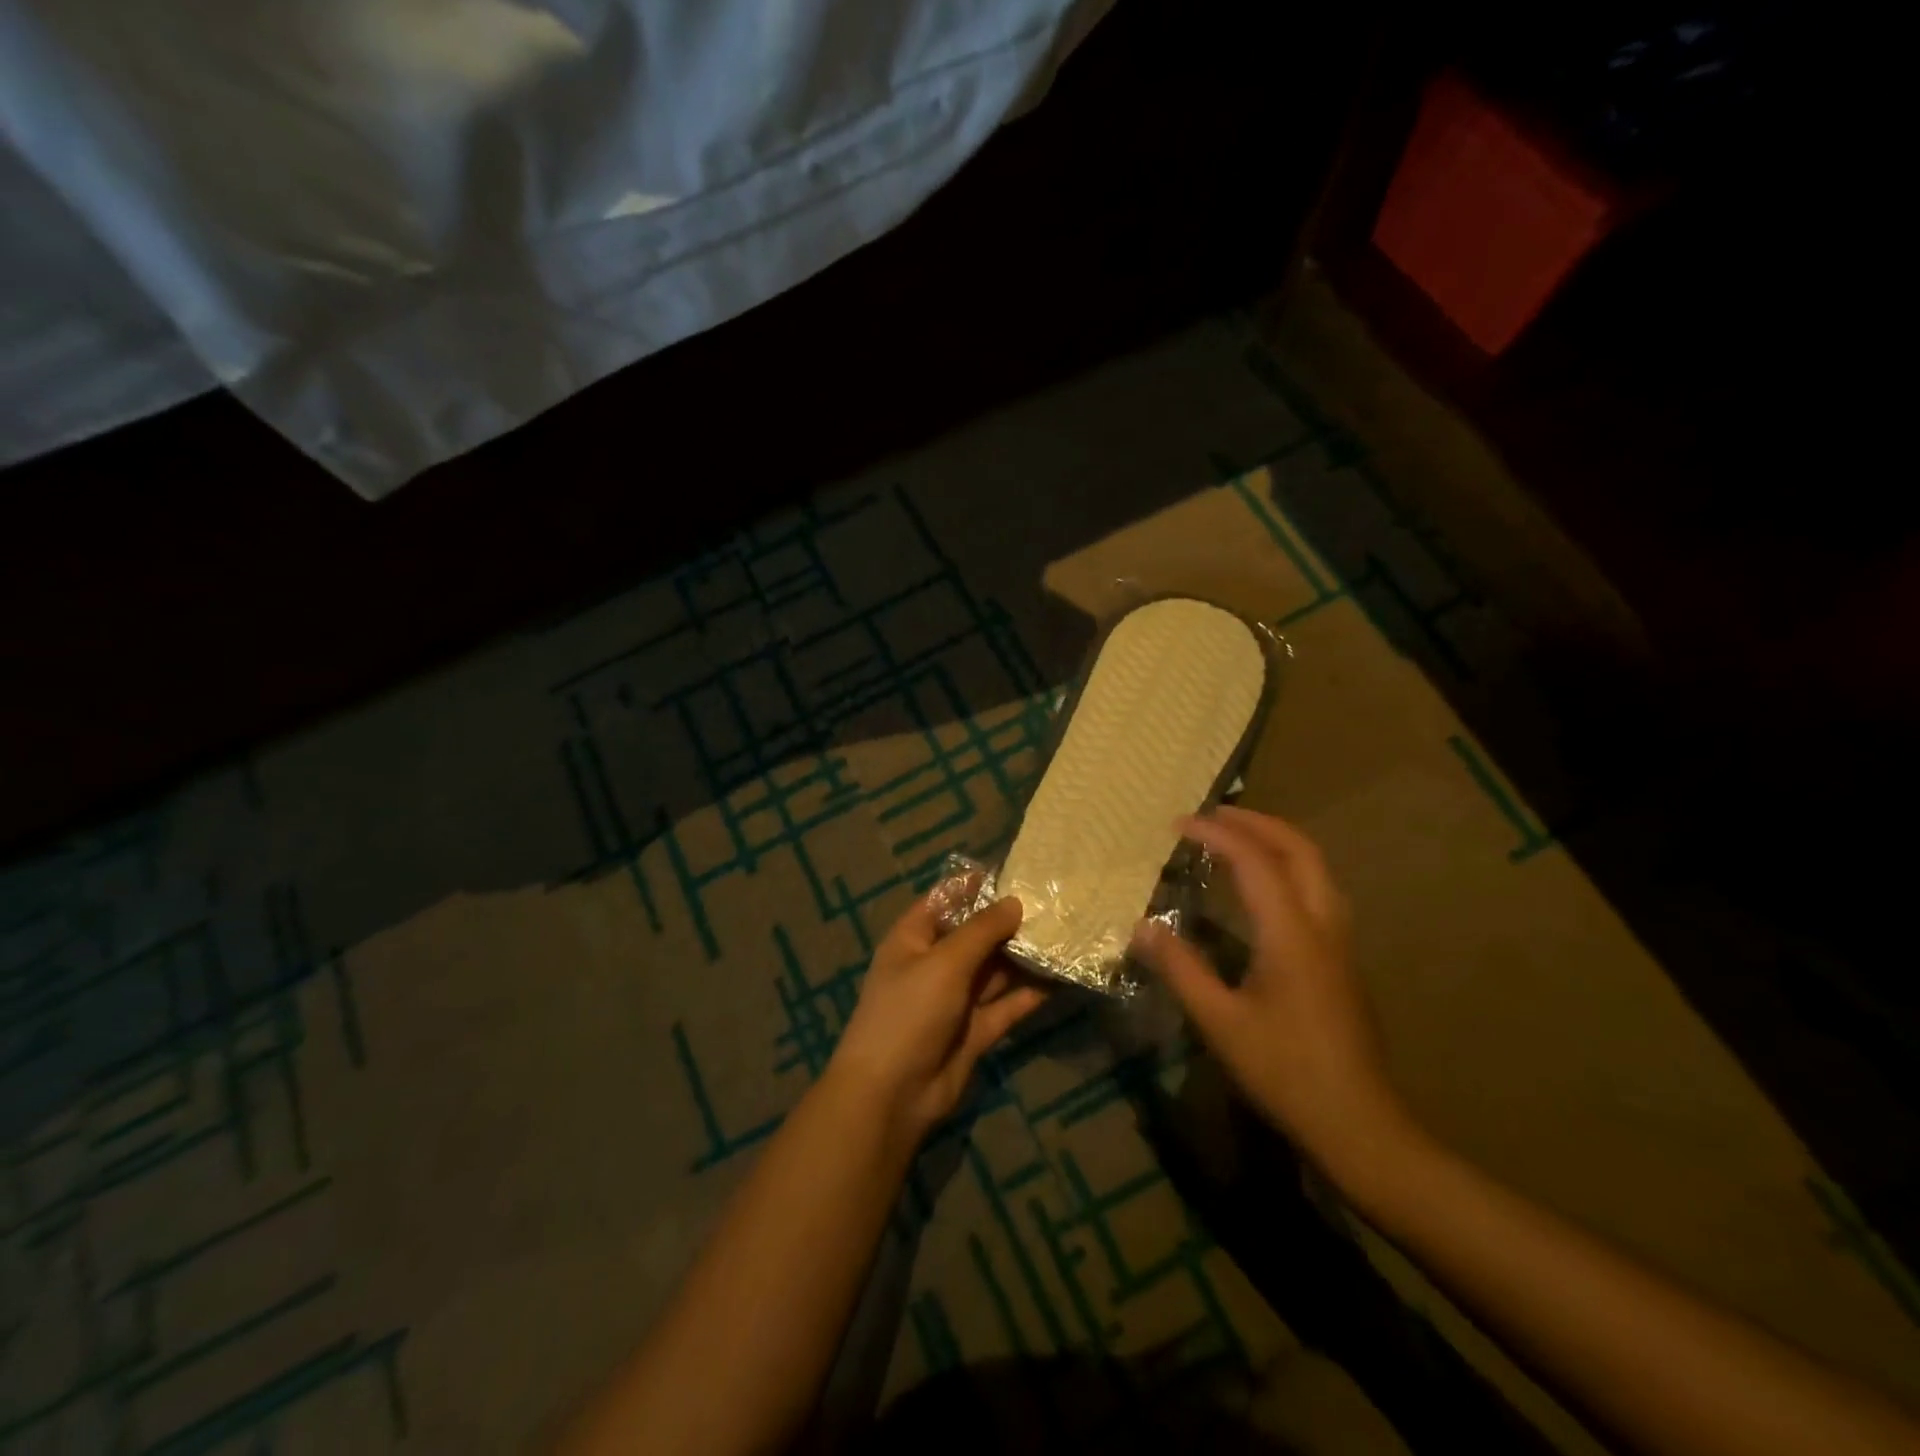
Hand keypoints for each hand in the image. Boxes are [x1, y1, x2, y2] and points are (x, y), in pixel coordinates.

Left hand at [828, 892, 1046, 1149]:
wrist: (892, 1095)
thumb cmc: (909, 1012)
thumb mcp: (944, 962)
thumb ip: (981, 931)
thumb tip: (1014, 902)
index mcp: (914, 939)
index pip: (945, 900)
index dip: (975, 885)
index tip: (1016, 873)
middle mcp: (935, 964)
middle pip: (975, 935)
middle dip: (1009, 922)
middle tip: (1054, 904)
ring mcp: (955, 999)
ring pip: (994, 970)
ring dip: (1024, 956)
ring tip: (1065, 934)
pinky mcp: (975, 1030)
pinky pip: (1006, 1005)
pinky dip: (1029, 993)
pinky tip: (1061, 978)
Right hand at [1131, 806, 1420, 1191]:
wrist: (1360, 1126)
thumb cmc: (1285, 1072)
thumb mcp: (1220, 1022)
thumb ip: (1181, 968)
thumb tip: (1142, 927)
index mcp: (1292, 934)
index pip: (1255, 861)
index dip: (1216, 834)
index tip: (1179, 823)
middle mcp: (1323, 925)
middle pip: (1300, 850)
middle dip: (1257, 822)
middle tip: (1214, 815)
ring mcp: (1339, 943)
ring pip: (1316, 868)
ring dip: (1277, 842)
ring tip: (1237, 839)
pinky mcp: (1342, 961)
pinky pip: (1318, 890)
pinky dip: (1288, 868)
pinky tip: (1262, 889)